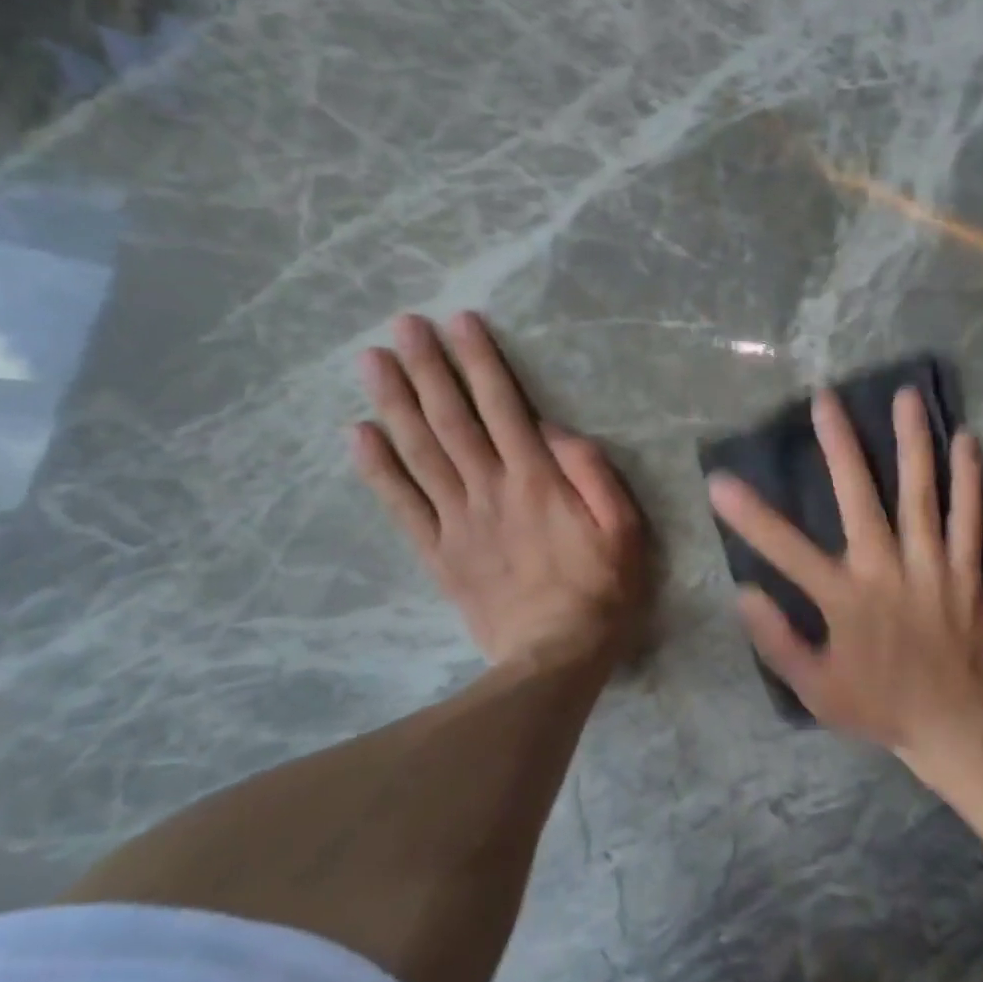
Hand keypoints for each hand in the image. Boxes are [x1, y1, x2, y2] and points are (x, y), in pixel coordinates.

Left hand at [352, 312, 650, 667]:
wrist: (556, 658)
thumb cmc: (602, 589)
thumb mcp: (624, 528)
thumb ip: (592, 472)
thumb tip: (552, 429)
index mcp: (537, 480)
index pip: (503, 407)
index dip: (480, 362)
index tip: (459, 323)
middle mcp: (490, 490)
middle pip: (452, 419)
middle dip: (428, 368)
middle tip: (402, 325)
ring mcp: (458, 522)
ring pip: (420, 453)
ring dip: (395, 403)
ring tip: (371, 361)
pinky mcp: (438, 553)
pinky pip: (402, 506)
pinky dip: (378, 469)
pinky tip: (358, 435)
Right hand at [707, 386, 982, 770]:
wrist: (955, 726)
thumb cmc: (877, 706)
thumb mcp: (814, 688)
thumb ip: (777, 641)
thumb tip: (744, 592)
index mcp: (845, 600)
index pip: (786, 550)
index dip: (749, 515)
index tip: (719, 481)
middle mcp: (887, 571)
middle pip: (860, 498)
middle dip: (840, 446)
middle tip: (826, 399)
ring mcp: (932, 566)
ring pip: (921, 495)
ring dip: (912, 443)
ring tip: (906, 396)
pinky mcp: (964, 571)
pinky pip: (969, 518)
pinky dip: (969, 479)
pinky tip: (967, 440)